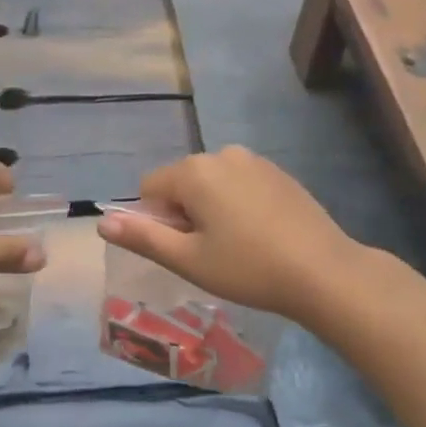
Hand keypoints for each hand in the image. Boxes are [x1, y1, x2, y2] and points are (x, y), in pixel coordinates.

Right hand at [97, 146, 362, 321]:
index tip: (186, 249)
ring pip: (212, 183)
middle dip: (185, 213)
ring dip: (211, 209)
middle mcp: (221, 154)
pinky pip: (240, 183)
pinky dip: (238, 204)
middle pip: (182, 182)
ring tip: (237, 245)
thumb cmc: (248, 268)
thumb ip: (142, 237)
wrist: (324, 271)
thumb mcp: (188, 260)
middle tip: (211, 252)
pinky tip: (260, 234)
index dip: (158, 221)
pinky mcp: (278, 172)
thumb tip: (102, 223)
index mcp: (194, 171)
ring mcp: (253, 160)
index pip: (150, 188)